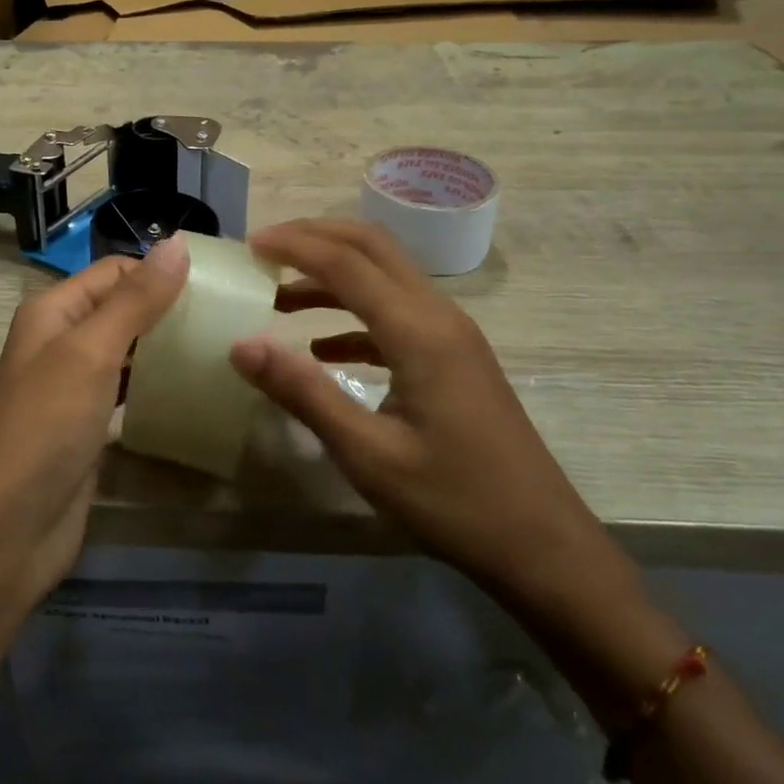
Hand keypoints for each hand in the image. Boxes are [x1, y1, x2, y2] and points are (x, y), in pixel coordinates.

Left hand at [0, 238, 189, 618]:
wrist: (4, 532)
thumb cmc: (44, 427)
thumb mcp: (90, 352)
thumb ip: (136, 300)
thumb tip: (178, 243)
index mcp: (53, 311)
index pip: (116, 272)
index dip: (161, 271)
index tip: (219, 284)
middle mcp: (61, 341)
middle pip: (123, 308)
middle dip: (170, 308)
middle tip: (229, 316)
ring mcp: (74, 387)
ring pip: (129, 350)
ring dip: (166, 346)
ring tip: (222, 346)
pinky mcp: (88, 426)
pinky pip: (128, 391)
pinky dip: (156, 385)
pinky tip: (193, 389)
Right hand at [229, 219, 626, 614]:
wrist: (542, 545)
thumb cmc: (454, 502)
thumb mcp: (368, 454)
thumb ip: (303, 392)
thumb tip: (241, 345)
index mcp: (419, 331)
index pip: (346, 263)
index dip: (294, 246)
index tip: (249, 245)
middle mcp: (439, 315)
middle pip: (372, 247)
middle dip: (316, 237)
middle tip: (264, 250)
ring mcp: (452, 335)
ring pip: (386, 276)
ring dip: (333, 276)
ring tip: (280, 299)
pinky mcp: (454, 358)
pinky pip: (397, 314)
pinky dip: (354, 315)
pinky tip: (323, 349)